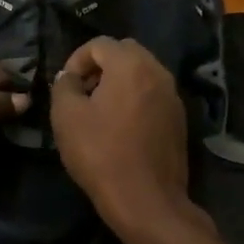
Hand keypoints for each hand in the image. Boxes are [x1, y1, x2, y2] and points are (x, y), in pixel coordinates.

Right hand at [50, 37, 201, 238]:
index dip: (76, 59)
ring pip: (142, 73)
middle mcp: (158, 72)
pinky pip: (153, 95)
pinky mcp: (179, 119)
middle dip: (101, 65)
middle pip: (126, 52)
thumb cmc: (101, 154)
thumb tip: (70, 77)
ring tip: (99, 110)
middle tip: (83, 92)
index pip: (99, 43)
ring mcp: (173, 96)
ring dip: (119, 82)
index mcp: (131, 65)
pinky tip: (121, 127)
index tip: (65, 85)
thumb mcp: (66, 117)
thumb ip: (64, 86)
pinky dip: (135, 99)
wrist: (146, 200)